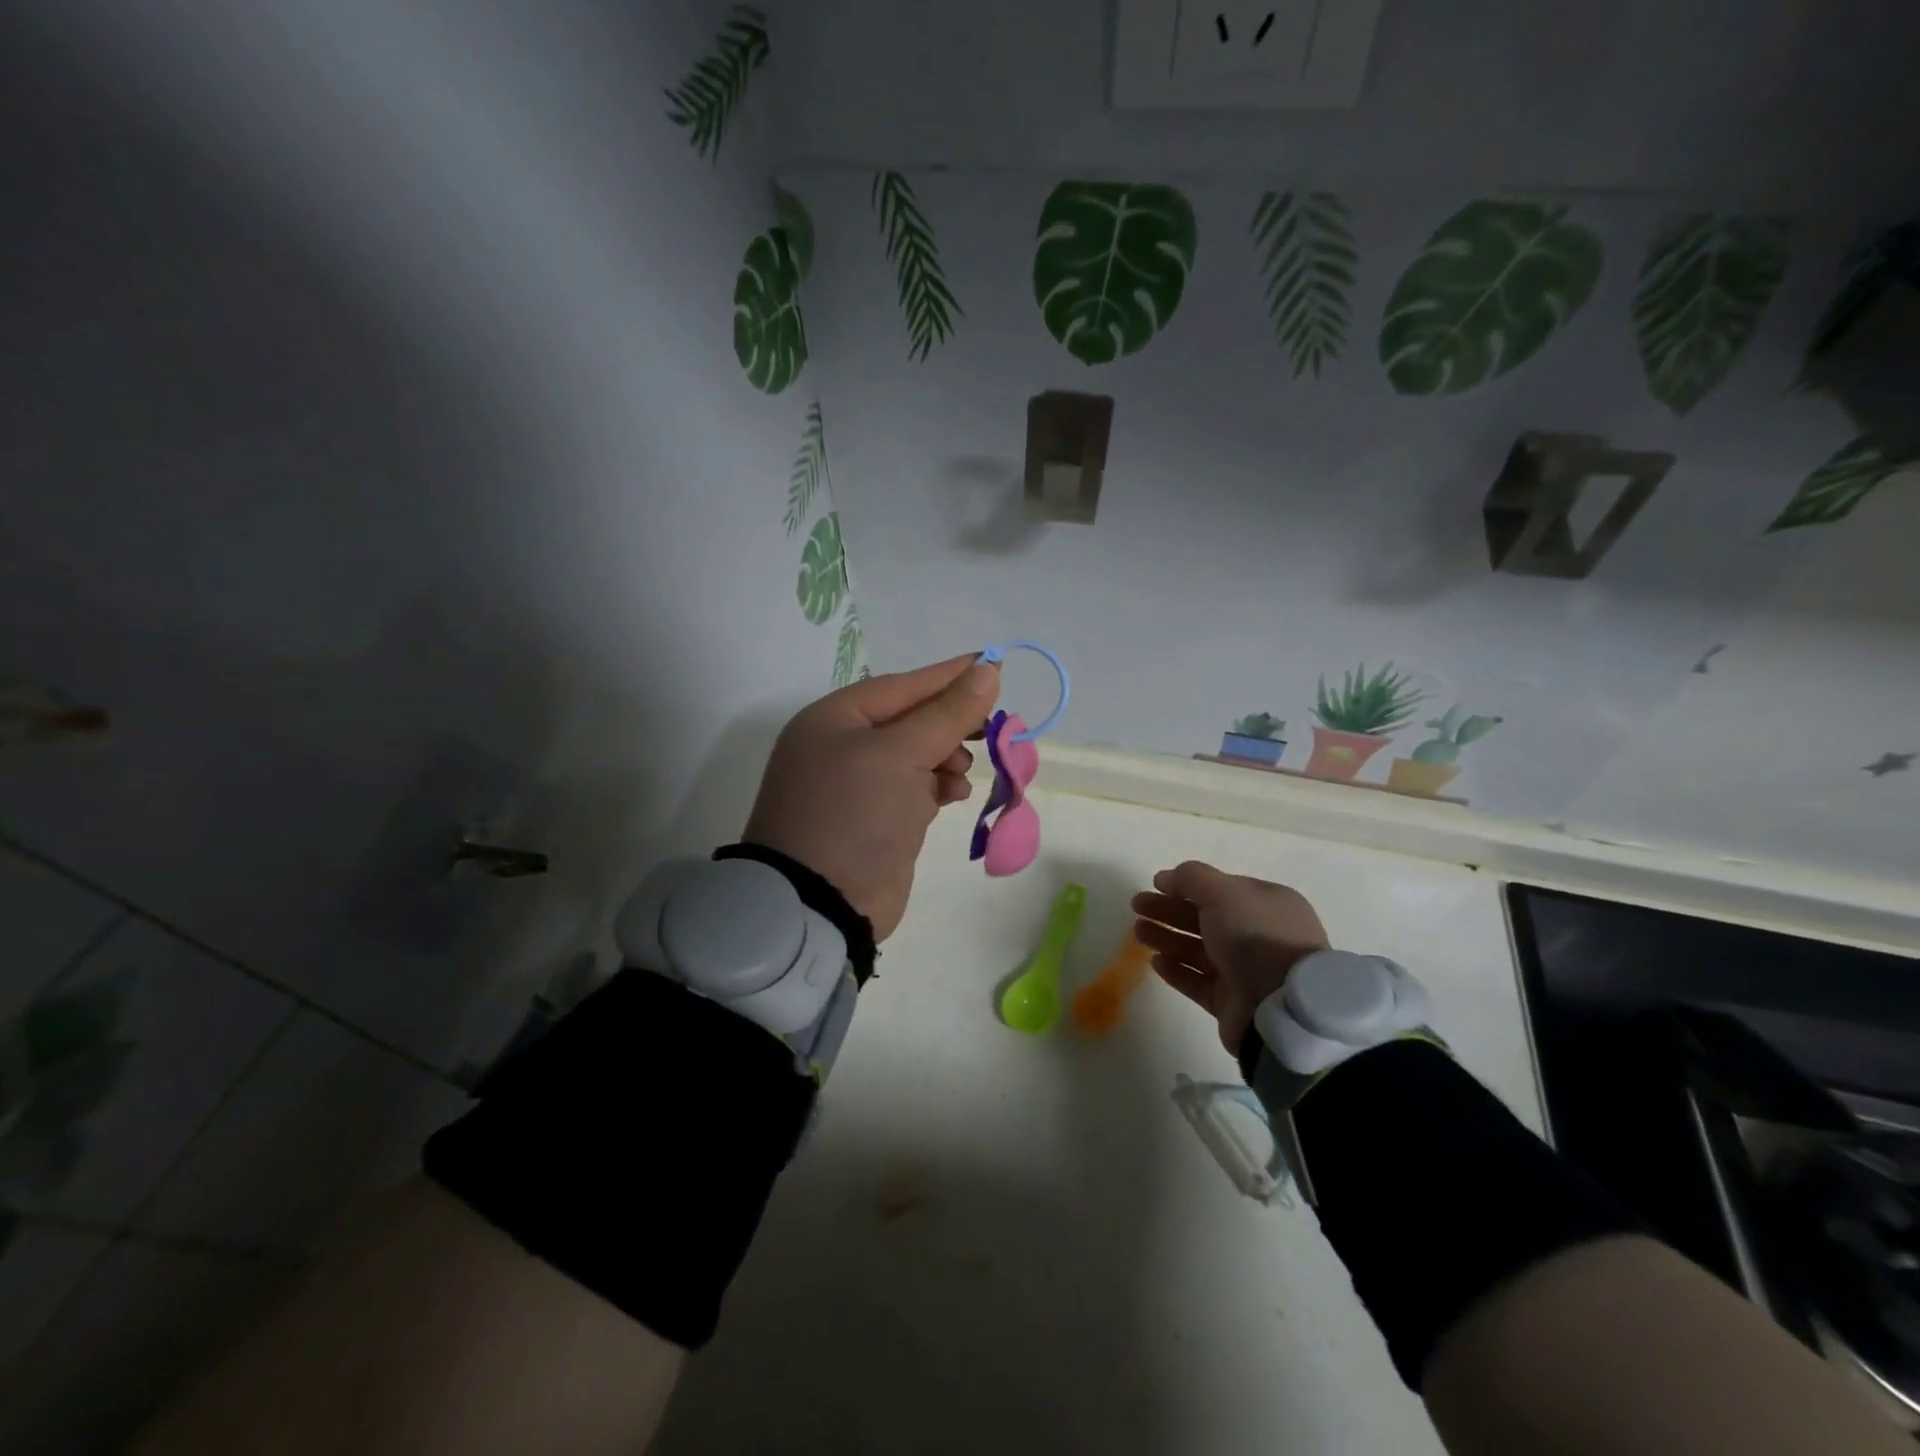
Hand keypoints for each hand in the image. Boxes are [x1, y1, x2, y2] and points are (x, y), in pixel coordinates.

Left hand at [744, 654, 999, 941]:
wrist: (821, 905)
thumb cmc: (856, 813)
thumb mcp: (901, 755)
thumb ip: (947, 713)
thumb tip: (987, 669)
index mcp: (835, 719)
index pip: (902, 685)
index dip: (949, 675)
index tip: (994, 663)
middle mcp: (842, 747)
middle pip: (910, 720)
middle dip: (950, 723)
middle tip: (991, 726)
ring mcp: (857, 787)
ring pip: (916, 755)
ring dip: (946, 757)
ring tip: (962, 769)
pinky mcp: (876, 820)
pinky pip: (914, 789)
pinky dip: (937, 787)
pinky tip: (953, 793)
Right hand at [1131, 861, 1329, 1054]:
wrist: (1281, 1008)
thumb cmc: (1256, 938)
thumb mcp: (1224, 893)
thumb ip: (1192, 878)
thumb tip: (1166, 877)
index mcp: (1266, 905)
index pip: (1221, 890)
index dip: (1186, 885)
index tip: (1155, 884)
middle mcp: (1258, 935)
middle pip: (1204, 918)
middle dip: (1168, 910)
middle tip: (1136, 906)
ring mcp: (1245, 970)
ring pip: (1197, 949)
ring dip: (1167, 938)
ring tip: (1137, 932)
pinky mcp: (1231, 1002)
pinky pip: (1198, 981)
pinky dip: (1176, 970)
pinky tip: (1155, 962)